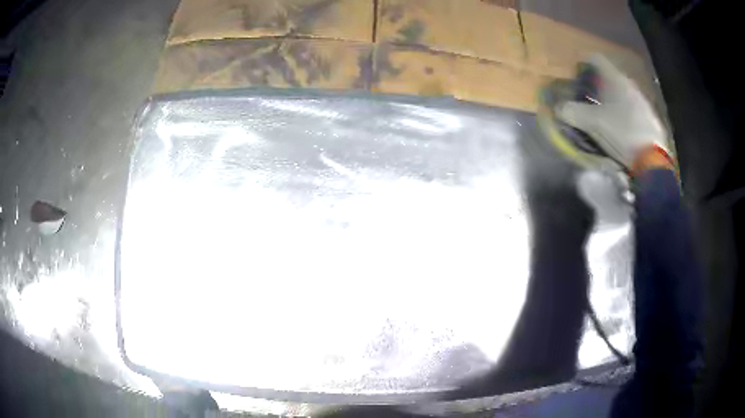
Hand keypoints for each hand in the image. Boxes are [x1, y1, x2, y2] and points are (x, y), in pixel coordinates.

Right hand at [558, 55, 668, 169]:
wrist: (652, 160)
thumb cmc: (622, 132)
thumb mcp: (593, 123)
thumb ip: (573, 112)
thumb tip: (559, 108)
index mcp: (616, 79)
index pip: (596, 59)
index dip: (584, 67)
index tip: (577, 81)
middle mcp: (629, 85)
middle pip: (609, 77)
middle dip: (596, 87)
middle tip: (587, 102)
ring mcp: (642, 102)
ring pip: (620, 94)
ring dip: (610, 101)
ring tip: (602, 118)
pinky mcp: (649, 119)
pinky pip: (630, 109)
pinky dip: (622, 114)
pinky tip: (619, 130)